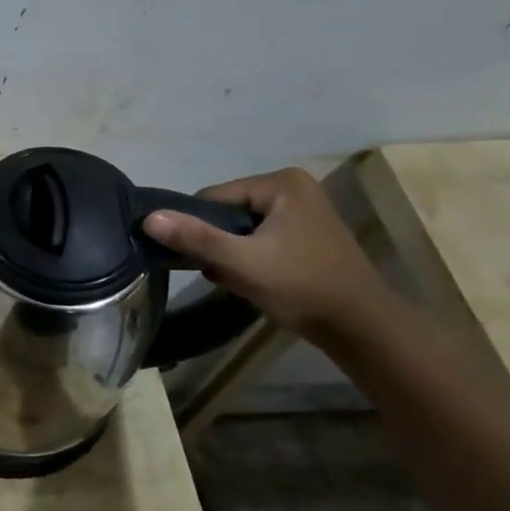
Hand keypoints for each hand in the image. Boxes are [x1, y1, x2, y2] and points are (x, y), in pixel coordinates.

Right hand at [141, 167, 391, 341]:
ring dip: (232, 254)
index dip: (201, 230)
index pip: (213, 198)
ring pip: (240, 229)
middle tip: (227, 274)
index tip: (209, 261)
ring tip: (243, 280)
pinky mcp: (305, 232)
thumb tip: (148, 218)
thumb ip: (195, 238)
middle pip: (226, 213)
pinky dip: (250, 258)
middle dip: (218, 245)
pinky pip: (259, 238)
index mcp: (280, 182)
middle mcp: (293, 187)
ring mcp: (302, 210)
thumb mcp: (241, 263)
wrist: (361, 328)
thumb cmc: (301, 287)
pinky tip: (257, 280)